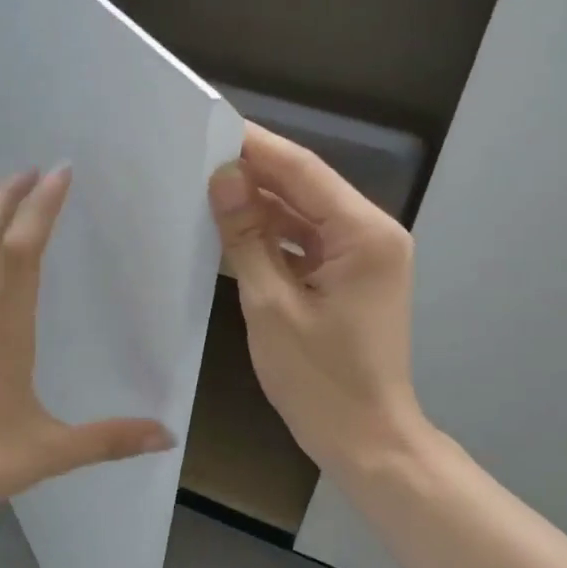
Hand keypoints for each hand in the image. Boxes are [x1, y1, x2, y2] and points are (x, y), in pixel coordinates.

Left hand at [0, 167, 175, 535]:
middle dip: (8, 197)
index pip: (20, 253)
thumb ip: (108, 440)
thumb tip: (166, 435)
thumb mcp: (47, 453)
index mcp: (2, 333)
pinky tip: (4, 284)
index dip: (39, 209)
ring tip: (24, 212)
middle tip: (36, 170)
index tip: (59, 173)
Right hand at [209, 123, 428, 474]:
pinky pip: (305, 244)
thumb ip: (248, 238)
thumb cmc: (320, 380)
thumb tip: (223, 179)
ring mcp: (362, 257)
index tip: (208, 127)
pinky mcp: (349, 278)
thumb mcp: (273, 307)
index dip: (255, 147)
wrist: (365, 440)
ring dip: (259, 207)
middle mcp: (371, 235)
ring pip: (303, 216)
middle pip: (305, 189)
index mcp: (364, 235)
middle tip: (195, 157)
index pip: (303, 171)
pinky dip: (271, 238)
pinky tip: (230, 232)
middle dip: (253, 174)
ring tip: (202, 190)